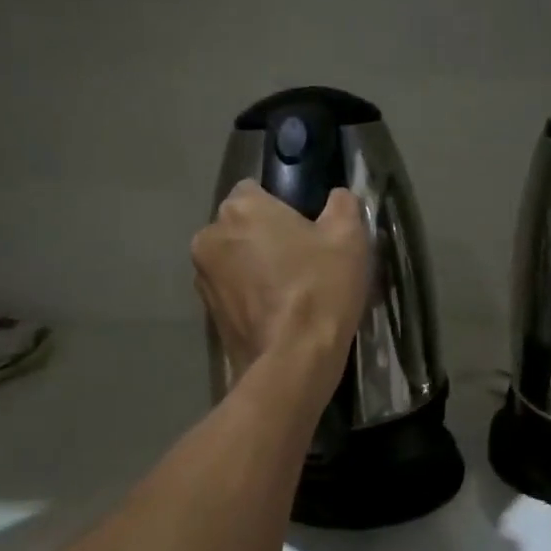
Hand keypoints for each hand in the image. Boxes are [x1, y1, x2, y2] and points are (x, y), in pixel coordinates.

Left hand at [192, 181, 369, 384]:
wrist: (293, 361)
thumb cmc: (320, 288)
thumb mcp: (348, 238)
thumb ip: (342, 205)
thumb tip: (337, 197)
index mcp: (240, 209)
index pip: (255, 189)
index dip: (281, 205)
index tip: (305, 227)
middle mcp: (210, 236)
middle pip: (240, 225)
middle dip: (264, 235)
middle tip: (302, 258)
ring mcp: (203, 277)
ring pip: (233, 259)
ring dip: (254, 266)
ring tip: (290, 290)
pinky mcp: (206, 313)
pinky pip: (231, 291)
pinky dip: (249, 295)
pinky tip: (277, 313)